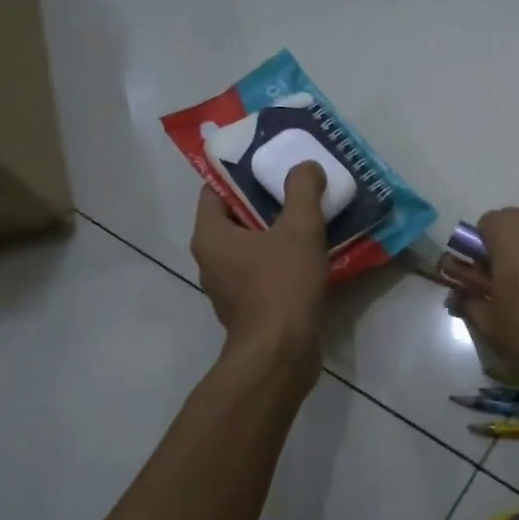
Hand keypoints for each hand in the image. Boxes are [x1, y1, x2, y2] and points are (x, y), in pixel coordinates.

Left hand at [192, 163, 329, 368]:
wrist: (281, 353)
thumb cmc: (282, 286)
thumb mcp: (299, 230)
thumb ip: (303, 192)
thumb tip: (305, 166)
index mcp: (210, 235)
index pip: (215, 190)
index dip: (242, 175)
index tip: (272, 167)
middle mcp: (210, 260)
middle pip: (235, 219)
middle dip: (264, 203)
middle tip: (297, 190)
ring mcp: (226, 288)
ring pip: (249, 248)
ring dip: (274, 234)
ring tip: (307, 221)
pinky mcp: (245, 309)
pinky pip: (259, 273)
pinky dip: (279, 262)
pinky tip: (308, 258)